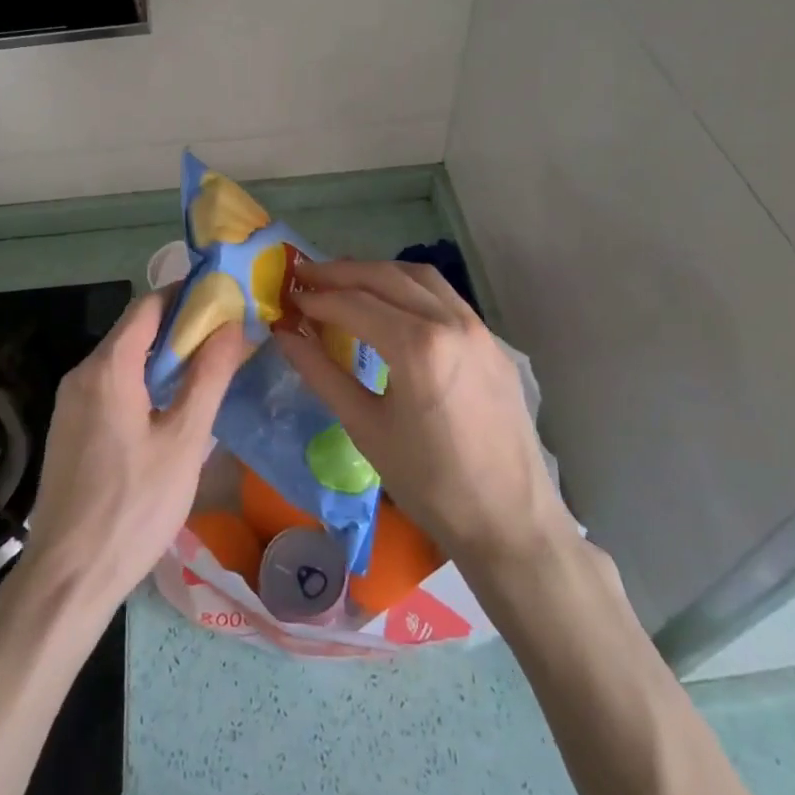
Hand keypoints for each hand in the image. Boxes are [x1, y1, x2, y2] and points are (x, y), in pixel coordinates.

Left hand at [17, 288, 248, 616]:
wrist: (67, 577)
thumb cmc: (133, 507)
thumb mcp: (183, 442)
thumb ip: (208, 377)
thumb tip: (231, 325)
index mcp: (108, 367)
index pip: (148, 305)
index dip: (186, 297)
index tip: (223, 301)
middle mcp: (82, 374)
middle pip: (133, 331)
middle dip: (179, 329)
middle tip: (224, 340)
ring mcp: (69, 403)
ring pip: (121, 361)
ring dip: (160, 358)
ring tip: (204, 372)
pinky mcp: (68, 429)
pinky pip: (108, 387)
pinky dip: (140, 382)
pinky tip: (167, 409)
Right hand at [273, 260, 576, 576]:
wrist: (510, 522)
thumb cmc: (429, 483)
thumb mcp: (365, 427)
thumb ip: (321, 373)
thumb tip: (285, 335)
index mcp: (417, 346)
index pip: (354, 303)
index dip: (316, 298)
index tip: (288, 298)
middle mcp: (450, 322)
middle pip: (385, 277)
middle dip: (340, 272)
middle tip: (304, 275)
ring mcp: (478, 328)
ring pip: (419, 277)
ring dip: (377, 273)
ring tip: (343, 282)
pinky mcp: (493, 342)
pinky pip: (445, 296)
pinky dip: (409, 287)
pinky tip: (391, 303)